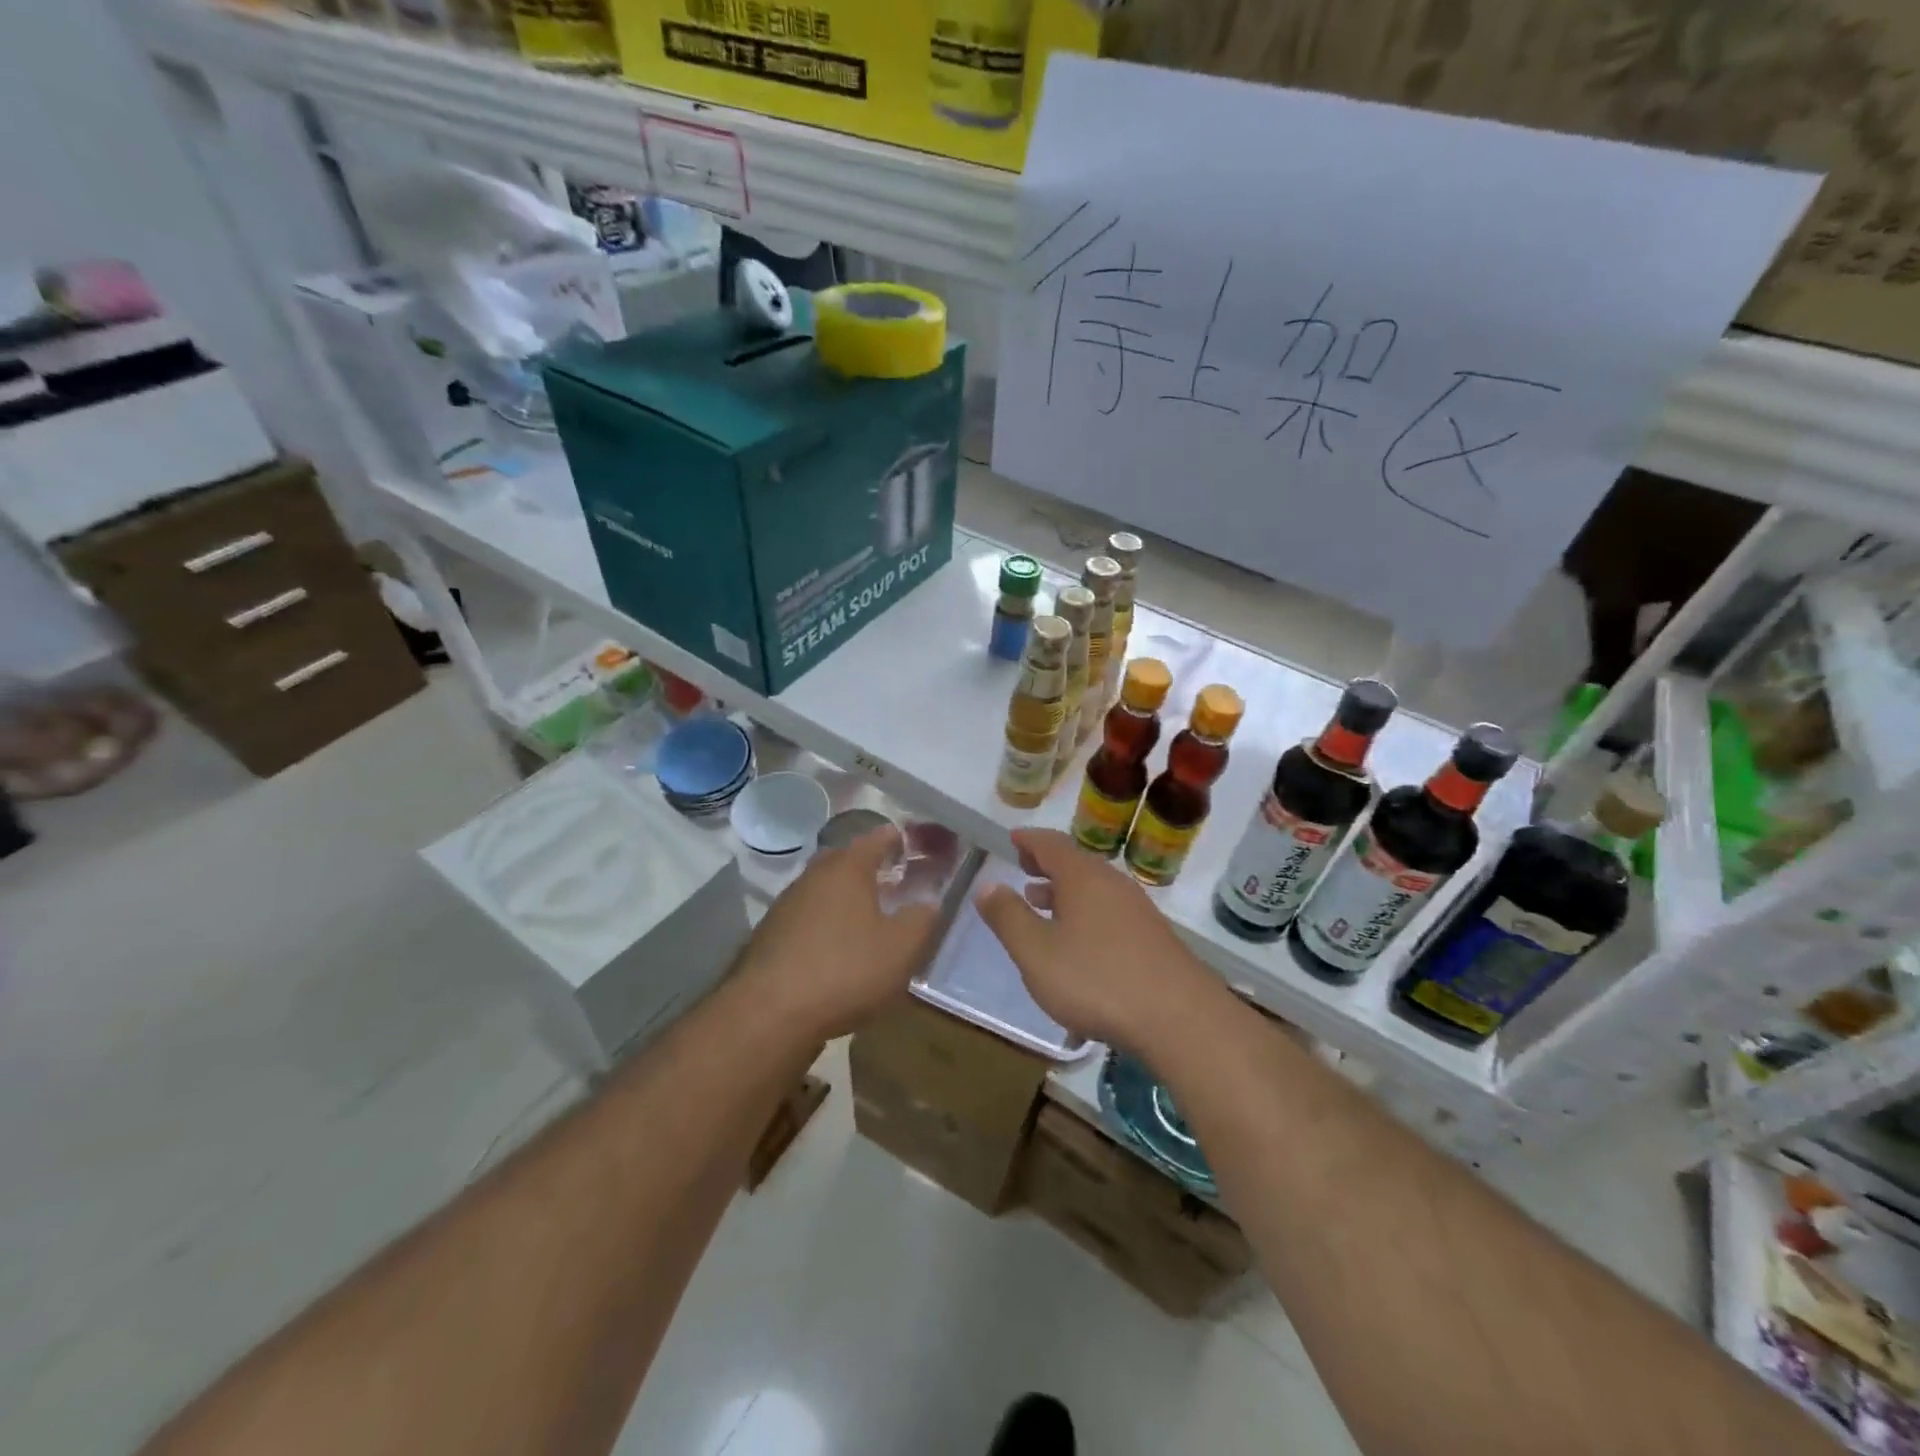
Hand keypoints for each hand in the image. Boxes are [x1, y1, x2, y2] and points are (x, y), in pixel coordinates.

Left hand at [737, 825, 939, 1040]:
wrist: (770, 1014)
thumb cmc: (845, 970)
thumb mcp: (901, 948)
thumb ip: (921, 920)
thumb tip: (929, 903)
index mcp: (848, 869)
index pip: (875, 839)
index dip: (894, 839)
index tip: (908, 842)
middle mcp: (814, 876)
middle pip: (844, 860)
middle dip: (867, 866)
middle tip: (890, 878)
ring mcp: (786, 905)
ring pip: (823, 890)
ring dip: (844, 897)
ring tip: (866, 916)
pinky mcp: (770, 936)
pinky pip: (806, 918)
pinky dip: (824, 924)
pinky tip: (835, 948)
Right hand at [975, 828, 1225, 1054]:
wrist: (1179, 1018)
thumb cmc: (1096, 979)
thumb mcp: (1036, 952)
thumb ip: (1008, 917)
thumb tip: (986, 885)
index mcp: (1082, 877)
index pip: (1051, 844)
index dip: (1029, 840)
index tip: (1012, 839)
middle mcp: (1112, 884)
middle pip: (1076, 863)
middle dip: (1047, 864)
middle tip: (1024, 867)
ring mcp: (1138, 910)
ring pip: (1094, 889)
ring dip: (1066, 891)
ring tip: (1042, 902)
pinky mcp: (1153, 938)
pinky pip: (1109, 911)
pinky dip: (1085, 912)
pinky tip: (1079, 941)